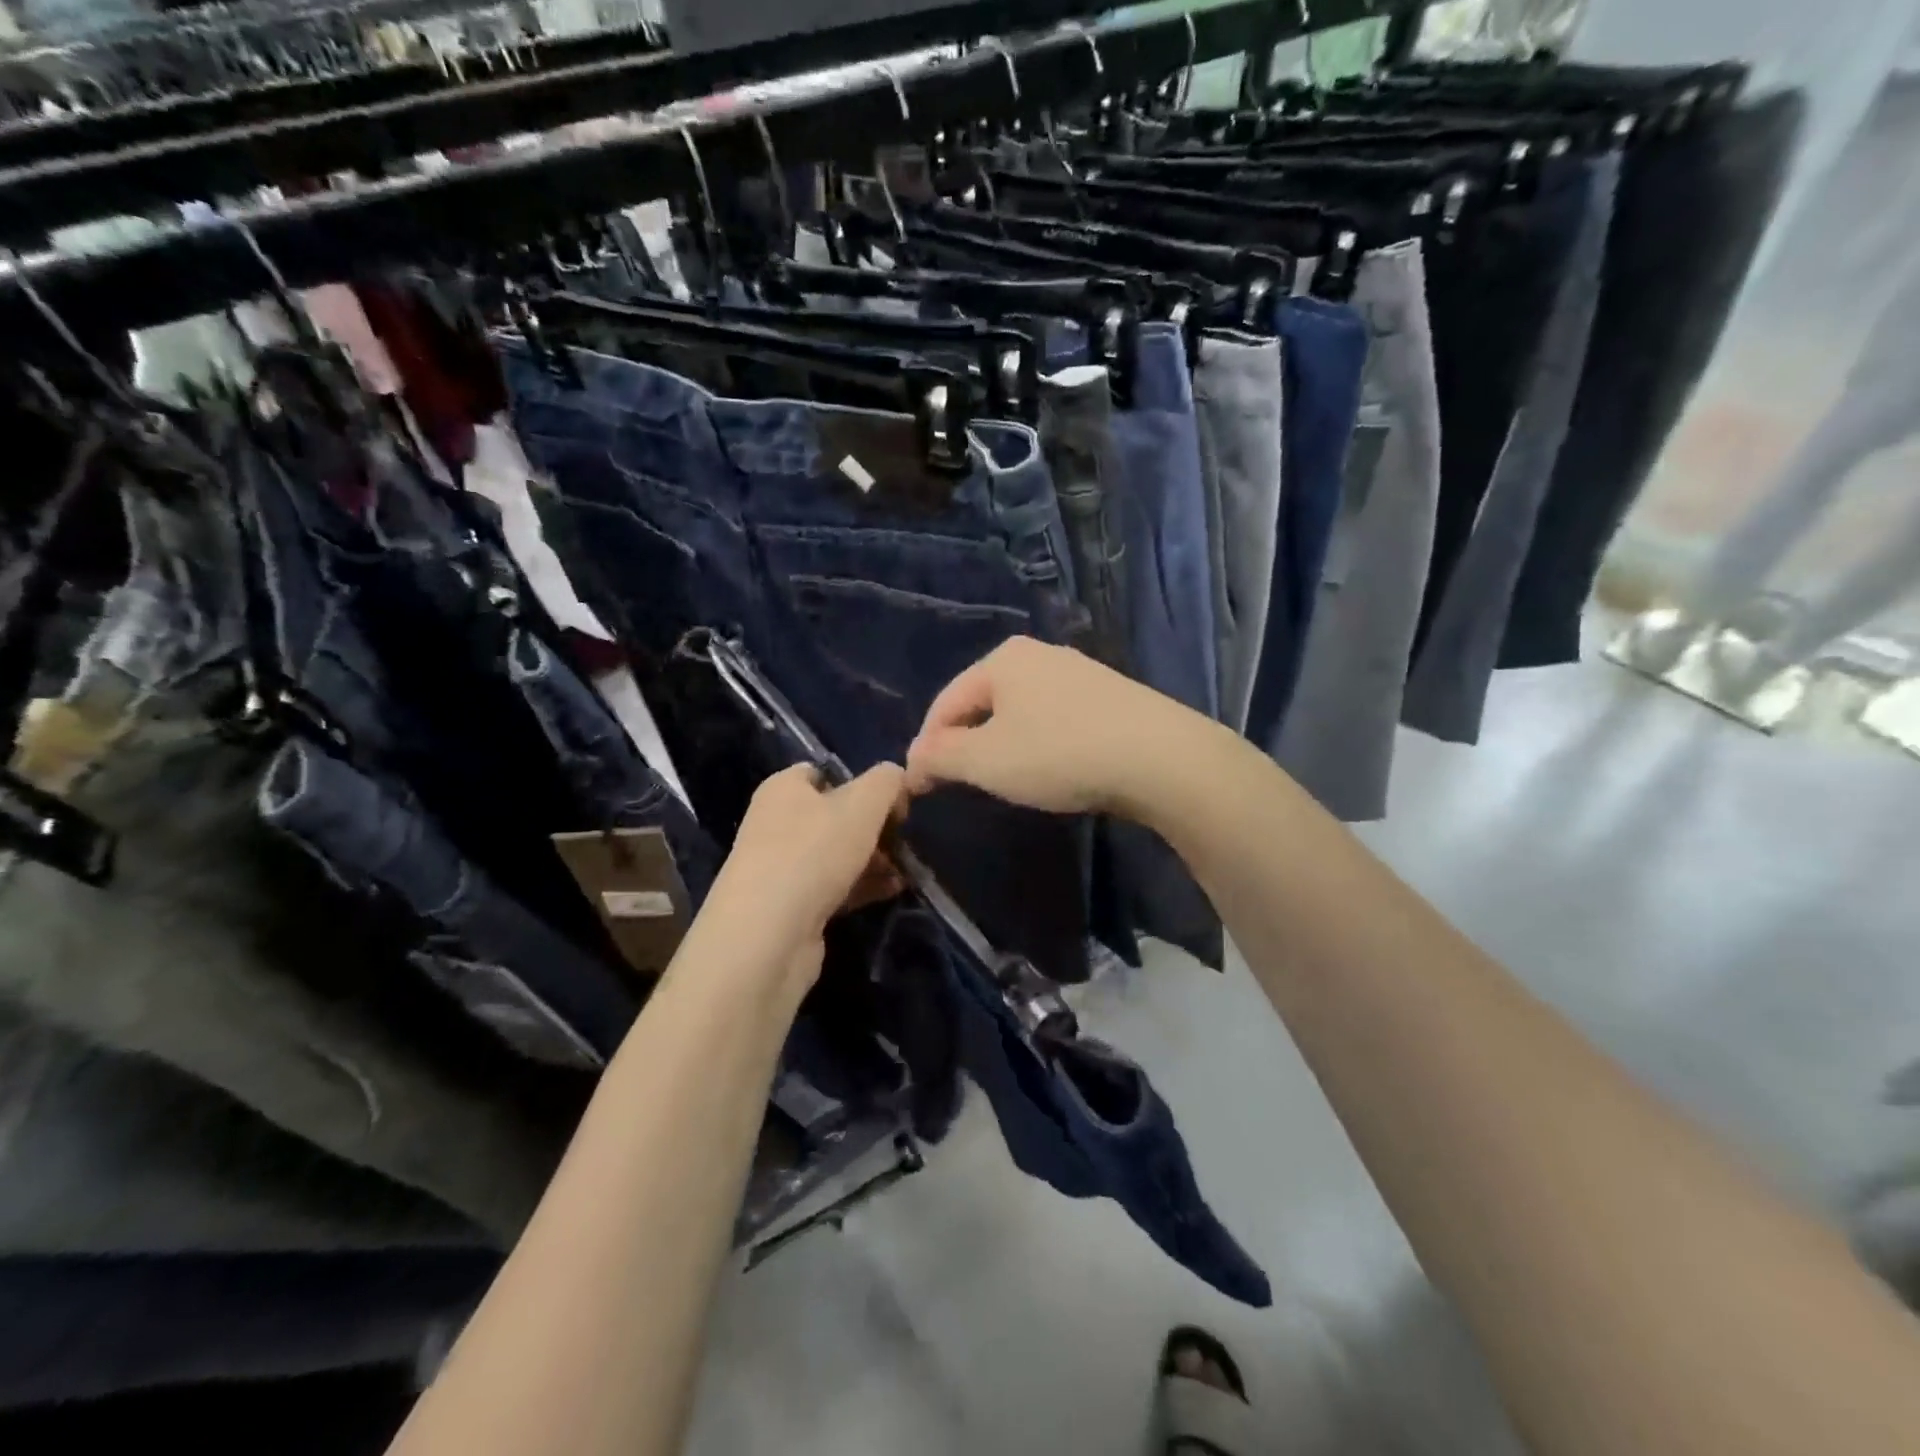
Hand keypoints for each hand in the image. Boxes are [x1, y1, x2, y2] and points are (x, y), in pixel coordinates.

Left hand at [696, 763, 907, 991]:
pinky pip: (835, 887)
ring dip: (874, 859)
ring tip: (909, 868)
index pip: (824, 773)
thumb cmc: (813, 853)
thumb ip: (886, 782)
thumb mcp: (862, 804)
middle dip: (874, 826)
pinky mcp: (792, 907)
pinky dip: (864, 886)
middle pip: (836, 815)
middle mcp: (777, 823)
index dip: (861, 782)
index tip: (894, 800)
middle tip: (907, 838)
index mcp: (783, 789)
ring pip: (838, 854)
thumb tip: (897, 776)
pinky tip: (894, 890)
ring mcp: (783, 868)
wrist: (768, 937)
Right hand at [904, 637, 1198, 816]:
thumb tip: (913, 761)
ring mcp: (1079, 672)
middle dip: (965, 742)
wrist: (1160, 757)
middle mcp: (1039, 654)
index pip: (946, 702)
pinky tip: (1051, 768)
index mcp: (1002, 659)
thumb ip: (940, 757)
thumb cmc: (1059, 753)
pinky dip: (1040, 743)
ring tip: (1003, 779)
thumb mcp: (985, 761)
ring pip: (1021, 711)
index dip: (927, 745)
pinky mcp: (1110, 696)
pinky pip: (1055, 719)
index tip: (919, 785)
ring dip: (1002, 744)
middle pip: (983, 702)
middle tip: (958, 782)